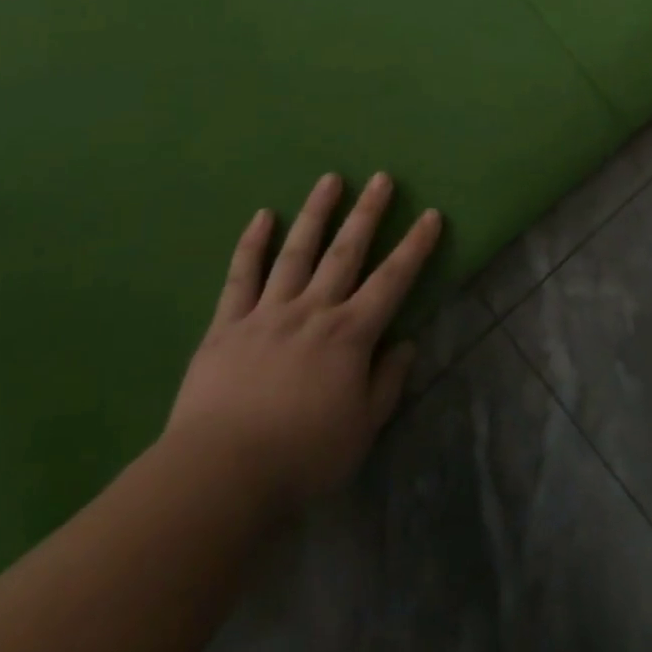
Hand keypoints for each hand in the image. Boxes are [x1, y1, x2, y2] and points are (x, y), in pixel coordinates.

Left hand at [164, 172, 441, 508]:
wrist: (220, 474)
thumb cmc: (301, 458)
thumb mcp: (361, 431)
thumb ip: (386, 384)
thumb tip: (405, 344)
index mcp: (349, 335)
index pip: (392, 280)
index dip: (415, 246)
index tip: (430, 215)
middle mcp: (313, 310)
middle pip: (346, 252)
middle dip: (368, 213)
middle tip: (382, 177)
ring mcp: (268, 312)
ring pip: (297, 251)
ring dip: (316, 213)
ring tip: (330, 180)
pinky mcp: (228, 323)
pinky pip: (241, 275)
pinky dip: (253, 243)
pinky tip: (264, 215)